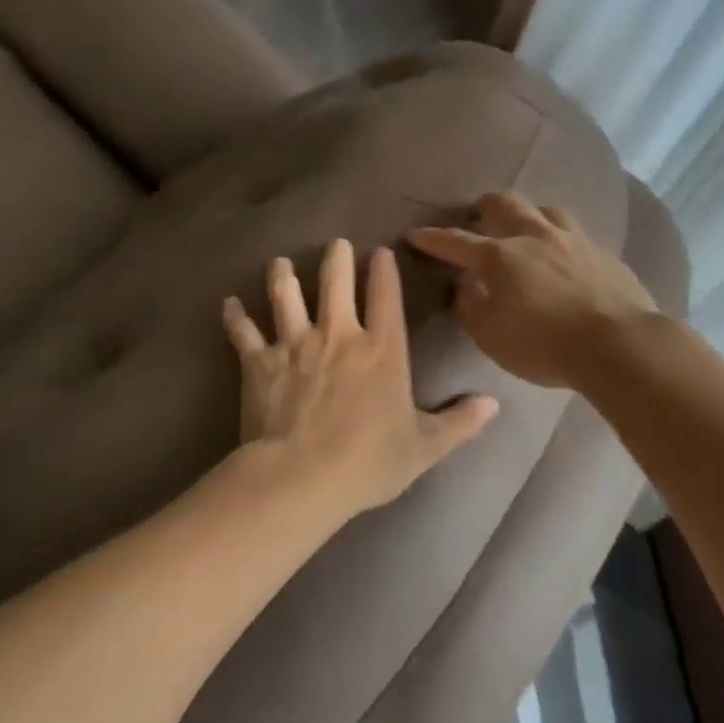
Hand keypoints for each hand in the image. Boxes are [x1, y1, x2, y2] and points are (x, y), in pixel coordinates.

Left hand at [222, 240, 499, 517]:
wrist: (301, 477)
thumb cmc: (367, 462)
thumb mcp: (424, 448)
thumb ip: (460, 423)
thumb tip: (494, 405)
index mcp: (381, 350)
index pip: (386, 296)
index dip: (384, 270)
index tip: (380, 251)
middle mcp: (338, 335)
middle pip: (335, 281)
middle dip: (336, 258)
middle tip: (335, 245)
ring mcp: (295, 344)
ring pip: (285, 295)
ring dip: (282, 275)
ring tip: (279, 263)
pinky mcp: (259, 362)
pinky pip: (243, 331)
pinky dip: (235, 317)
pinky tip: (229, 304)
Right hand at [407, 191, 659, 388]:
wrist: (619, 344)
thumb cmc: (544, 344)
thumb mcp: (492, 336)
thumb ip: (472, 308)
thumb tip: (467, 286)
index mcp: (501, 257)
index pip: (457, 242)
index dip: (433, 238)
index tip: (416, 234)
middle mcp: (534, 237)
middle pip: (504, 205)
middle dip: (484, 208)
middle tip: (476, 218)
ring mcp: (573, 240)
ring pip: (545, 210)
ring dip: (528, 215)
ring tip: (525, 229)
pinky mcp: (604, 253)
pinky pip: (576, 233)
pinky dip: (560, 238)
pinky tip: (564, 255)